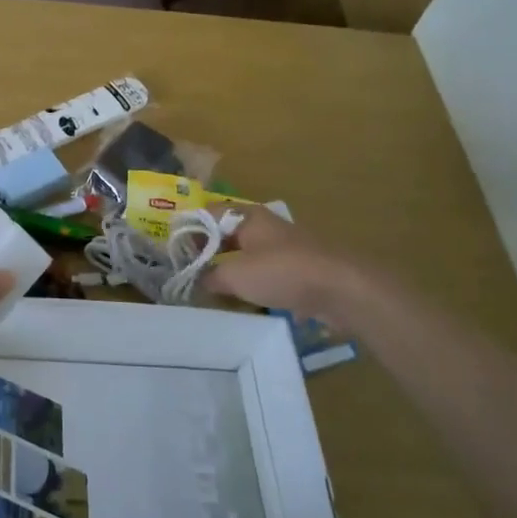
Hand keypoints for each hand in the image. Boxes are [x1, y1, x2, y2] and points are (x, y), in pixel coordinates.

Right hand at [204, 207, 379, 327]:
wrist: (342, 289)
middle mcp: (265, 227)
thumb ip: (210, 276)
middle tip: (188, 275)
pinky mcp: (299, 271)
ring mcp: (284, 249)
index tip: (174, 253)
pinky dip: (252, 286)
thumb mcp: (235, 275)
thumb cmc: (282, 271)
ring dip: (230, 272)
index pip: (207, 214)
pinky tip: (243, 303)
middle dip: (207, 254)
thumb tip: (196, 280)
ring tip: (211, 292)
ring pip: (246, 257)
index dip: (188, 231)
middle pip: (227, 236)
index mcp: (247, 216)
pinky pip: (266, 275)